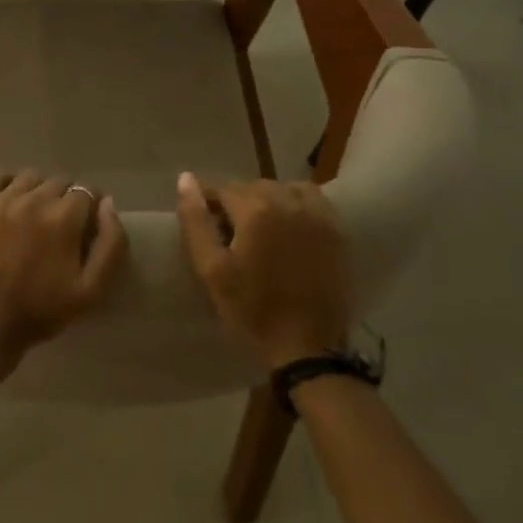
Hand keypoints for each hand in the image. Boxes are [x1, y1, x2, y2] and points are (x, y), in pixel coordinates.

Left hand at [0, 170, 128, 386]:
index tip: (84, 227)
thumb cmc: (39, 313)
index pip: (87, 191)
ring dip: (37, 191)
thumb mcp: (91, 291)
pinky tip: (7, 201)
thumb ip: (111, 245)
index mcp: (64, 218)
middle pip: (59, 183)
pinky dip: (5, 182)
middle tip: (57, 228)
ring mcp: (1, 200)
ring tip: (31, 216)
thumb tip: (108, 204)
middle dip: (64, 201)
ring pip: (29, 178)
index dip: (89, 209)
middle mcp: (34, 200)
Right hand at [176, 172, 352, 369]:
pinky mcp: (336, 230)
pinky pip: (312, 198)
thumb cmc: (252, 309)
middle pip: (253, 186)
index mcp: (256, 210)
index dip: (210, 204)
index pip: (223, 189)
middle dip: (237, 203)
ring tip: (260, 228)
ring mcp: (317, 214)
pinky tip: (289, 225)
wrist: (306, 344)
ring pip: (283, 188)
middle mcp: (289, 201)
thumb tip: (185, 178)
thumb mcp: (212, 269)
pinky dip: (296, 203)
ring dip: (267, 200)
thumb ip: (196, 221)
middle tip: (230, 233)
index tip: (206, 224)